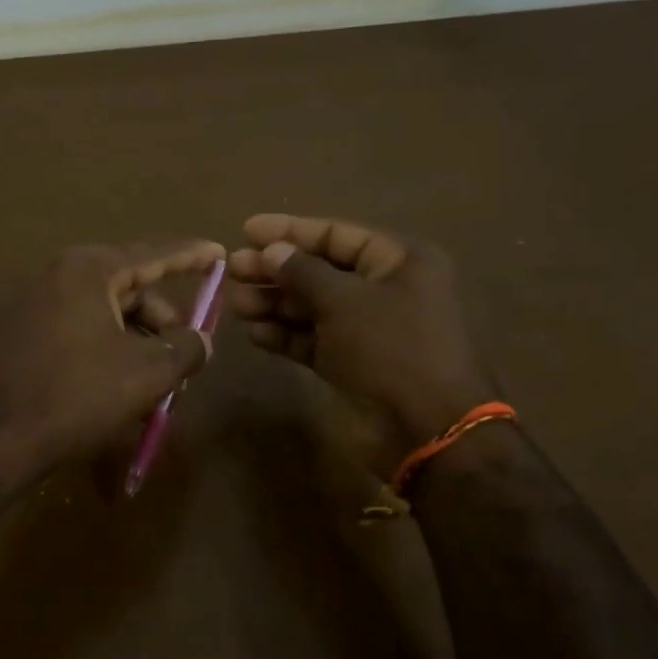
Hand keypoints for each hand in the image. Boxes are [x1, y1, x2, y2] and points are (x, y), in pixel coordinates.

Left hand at [0, 239, 225, 479]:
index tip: (219, 254)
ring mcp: (40, 307)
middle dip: (165, 323)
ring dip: (142, 346)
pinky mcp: (29, 338)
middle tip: (190, 357)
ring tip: (161, 387)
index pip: (153, 255)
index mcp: (89, 270)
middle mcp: (61, 278)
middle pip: (132, 290)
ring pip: (110, 317)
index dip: (191, 256)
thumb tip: (202, 340)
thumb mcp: (147, 372)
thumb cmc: (78, 396)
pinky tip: (127, 392)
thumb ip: (186, 348)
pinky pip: (85, 334)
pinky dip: (113, 355)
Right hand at [227, 214, 494, 441]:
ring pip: (312, 307)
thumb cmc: (391, 349)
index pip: (337, 235)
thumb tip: (272, 251)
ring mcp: (366, 329)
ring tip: (235, 304)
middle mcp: (383, 290)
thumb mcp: (345, 301)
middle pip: (320, 271)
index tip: (247, 230)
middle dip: (275, 270)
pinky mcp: (350, 362)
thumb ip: (304, 272)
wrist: (425, 428)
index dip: (291, 231)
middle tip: (232, 270)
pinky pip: (312, 340)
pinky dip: (285, 335)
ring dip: (273, 304)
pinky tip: (254, 332)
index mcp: (399, 262)